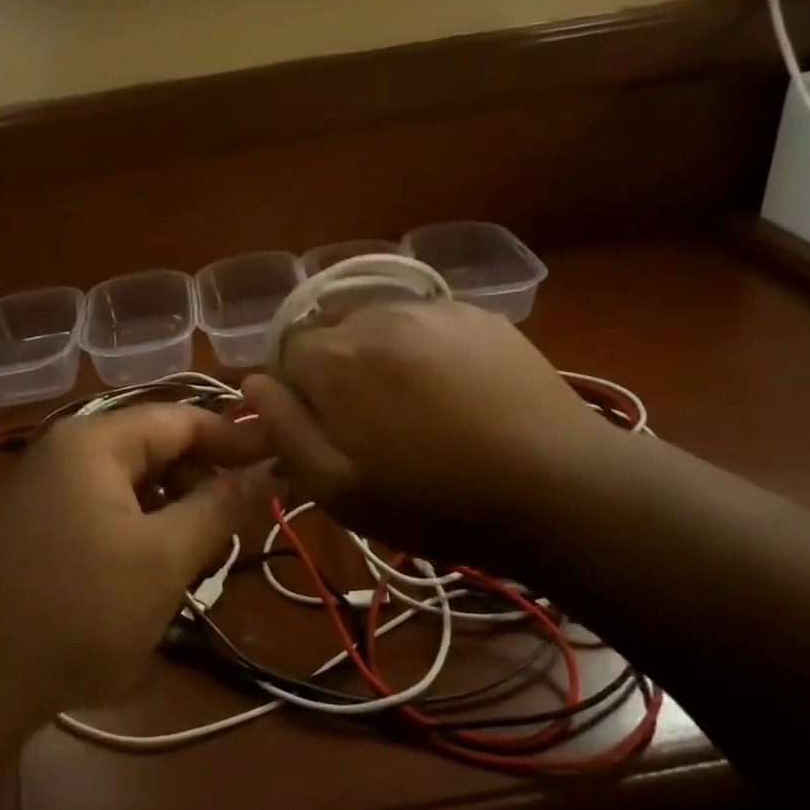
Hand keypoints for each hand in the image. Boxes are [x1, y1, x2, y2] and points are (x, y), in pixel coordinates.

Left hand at [0, 406, 270, 730]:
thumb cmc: (77, 611)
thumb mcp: (164, 558)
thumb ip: (221, 506)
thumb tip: (269, 468)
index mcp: (95, 441)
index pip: (182, 418)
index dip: (236, 437)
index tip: (281, 461)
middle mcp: (67, 449)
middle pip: (156, 446)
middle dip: (203, 479)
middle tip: (239, 524)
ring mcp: (46, 487)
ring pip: (133, 482)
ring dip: (174, 509)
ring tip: (200, 555)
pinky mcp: (38, 524)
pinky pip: (106, 508)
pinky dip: (141, 528)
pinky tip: (154, 570)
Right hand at [242, 300, 624, 564]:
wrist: (557, 488)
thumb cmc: (435, 500)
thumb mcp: (338, 488)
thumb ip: (283, 430)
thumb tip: (253, 384)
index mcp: (337, 357)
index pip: (286, 355)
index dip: (298, 394)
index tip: (327, 432)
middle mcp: (378, 315)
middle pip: (333, 335)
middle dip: (337, 373)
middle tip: (373, 426)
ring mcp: (434, 309)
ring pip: (380, 326)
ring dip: (381, 358)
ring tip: (417, 408)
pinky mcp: (480, 315)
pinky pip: (427, 324)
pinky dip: (424, 349)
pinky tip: (456, 391)